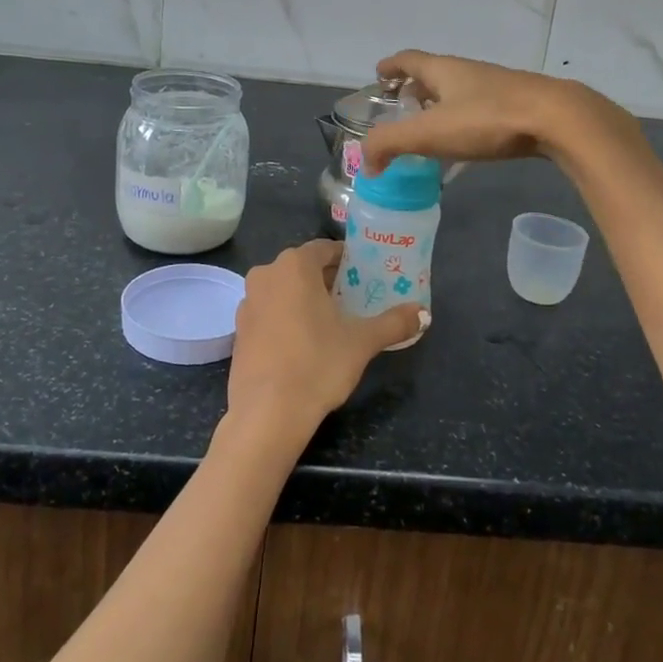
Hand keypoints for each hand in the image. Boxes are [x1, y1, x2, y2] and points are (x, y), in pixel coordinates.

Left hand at [228, 240, 424, 439]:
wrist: (267, 413)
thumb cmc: (317, 364)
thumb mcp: (362, 342)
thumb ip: (394, 323)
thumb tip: (424, 314)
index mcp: (294, 266)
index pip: (324, 249)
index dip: (346, 259)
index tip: (364, 273)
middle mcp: (266, 274)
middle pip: (303, 268)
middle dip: (328, 280)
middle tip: (354, 298)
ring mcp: (248, 302)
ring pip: (283, 289)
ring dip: (305, 298)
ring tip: (332, 321)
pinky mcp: (239, 330)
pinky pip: (269, 311)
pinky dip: (286, 317)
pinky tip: (304, 342)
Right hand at [361, 50, 630, 174]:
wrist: (556, 119)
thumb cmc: (487, 119)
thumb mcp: (429, 133)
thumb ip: (390, 145)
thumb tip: (367, 163)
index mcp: (443, 70)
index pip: (408, 59)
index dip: (390, 66)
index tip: (378, 75)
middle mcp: (468, 71)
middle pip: (434, 74)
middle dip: (415, 88)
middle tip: (401, 108)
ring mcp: (496, 87)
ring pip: (459, 91)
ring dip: (441, 105)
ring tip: (430, 129)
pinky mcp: (517, 106)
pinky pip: (480, 109)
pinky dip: (464, 120)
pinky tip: (467, 143)